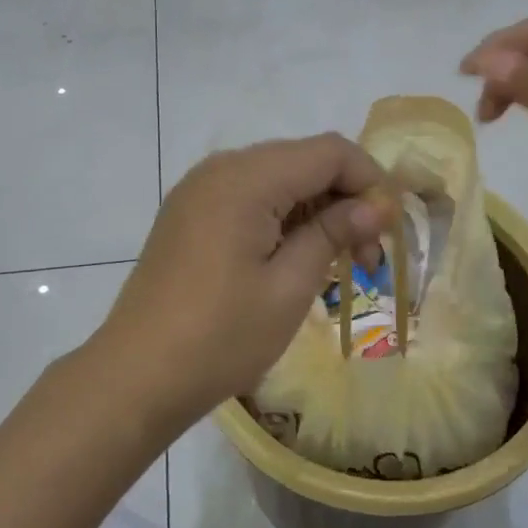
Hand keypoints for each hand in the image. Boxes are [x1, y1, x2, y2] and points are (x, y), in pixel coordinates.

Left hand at [92, 135, 396, 430]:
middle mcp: (220, 169)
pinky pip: (249, 197)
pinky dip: (282, 218)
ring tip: (337, 263)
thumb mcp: (289, 286)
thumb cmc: (221, 336)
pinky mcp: (190, 214)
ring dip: (315, 210)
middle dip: (345, 197)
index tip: (390, 230)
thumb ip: (334, 233)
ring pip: (278, 178)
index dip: (370, 181)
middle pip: (303, 160)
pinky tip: (295, 258)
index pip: (329, 151)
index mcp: (245, 178)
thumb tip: (377, 205)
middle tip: (369, 255)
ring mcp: (200, 190)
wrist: (137, 375)